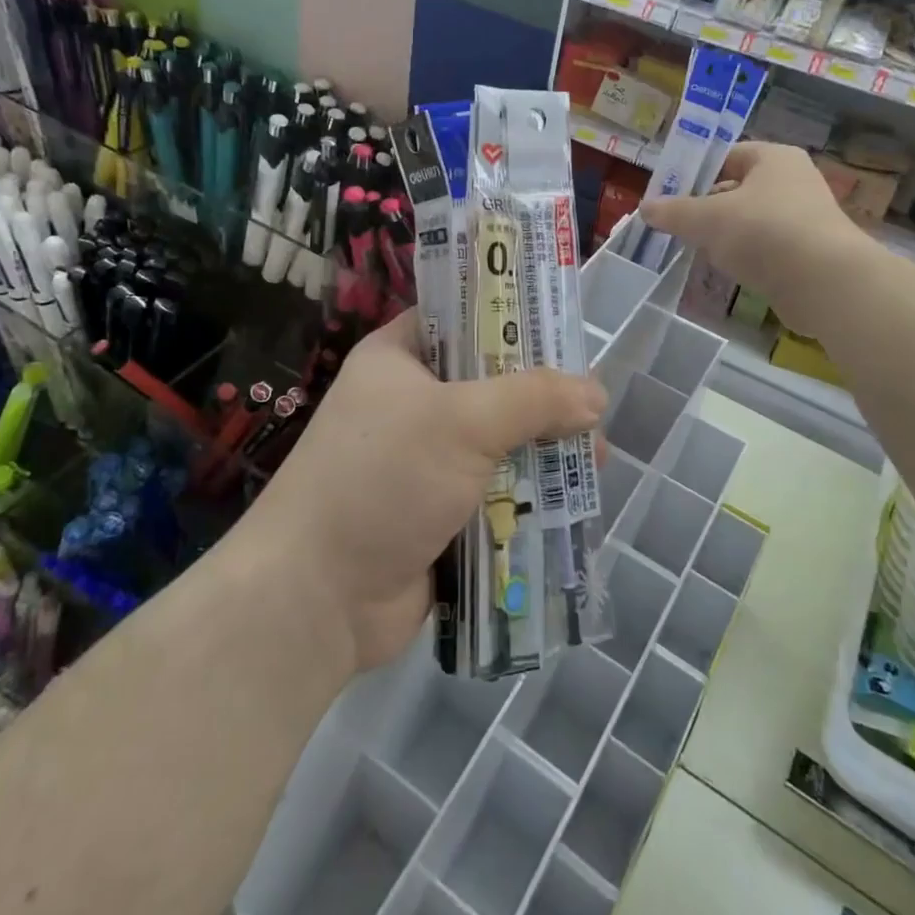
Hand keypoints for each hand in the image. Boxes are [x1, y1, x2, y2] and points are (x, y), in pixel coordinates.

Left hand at [248, 311, 605, 670]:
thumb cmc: (382, 479)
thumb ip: (533, 399)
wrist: (317, 597)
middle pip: (492, 382)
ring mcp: (425, 460)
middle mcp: (411, 401)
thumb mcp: (462, 421)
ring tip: (595, 460)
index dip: (513, 318)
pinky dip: (530, 494)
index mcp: (399, 357)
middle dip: (544, 397)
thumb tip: (596, 394)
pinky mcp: (441, 510)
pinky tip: (573, 499)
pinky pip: (496, 489)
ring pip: (500, 440)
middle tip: (594, 409)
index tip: (566, 330)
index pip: (462, 317)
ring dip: (544, 450)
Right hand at [639, 141, 866, 316]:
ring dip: (724, 234)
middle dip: (706, 207)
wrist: (825, 283)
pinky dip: (746, 255)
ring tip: (697, 250)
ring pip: (750, 220)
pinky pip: (766, 247)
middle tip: (677, 224)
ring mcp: (805, 217)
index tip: (669, 194)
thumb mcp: (707, 218)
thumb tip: (645, 208)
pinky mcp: (808, 252)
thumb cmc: (764, 232)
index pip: (726, 155)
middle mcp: (794, 180)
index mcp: (773, 158)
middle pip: (737, 188)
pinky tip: (727, 270)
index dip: (695, 172)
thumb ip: (674, 212)